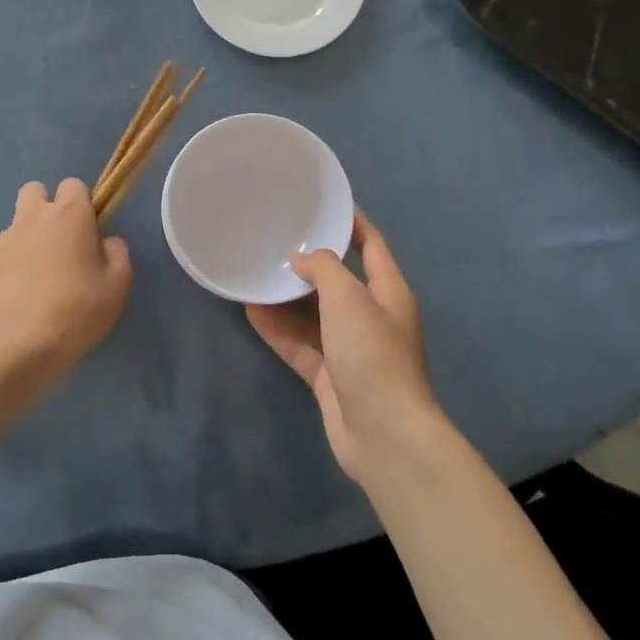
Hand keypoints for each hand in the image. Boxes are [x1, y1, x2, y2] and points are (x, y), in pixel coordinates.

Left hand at [0, 179, 132, 389]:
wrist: (24, 345)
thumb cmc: (79, 309)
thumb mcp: (119, 283)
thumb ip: (117, 252)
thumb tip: (106, 241)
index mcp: (69, 214)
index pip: (74, 184)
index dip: (82, 203)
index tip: (89, 229)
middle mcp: (33, 217)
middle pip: (35, 190)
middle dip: (47, 207)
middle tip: (60, 241)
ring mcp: (3, 239)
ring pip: (16, 223)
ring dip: (28, 238)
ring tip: (38, 275)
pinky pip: (1, 254)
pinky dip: (10, 266)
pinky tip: (20, 295)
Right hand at [246, 211, 443, 486]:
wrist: (384, 435)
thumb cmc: (372, 355)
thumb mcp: (349, 298)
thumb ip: (324, 268)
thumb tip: (301, 260)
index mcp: (389, 291)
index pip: (371, 245)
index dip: (350, 222)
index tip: (321, 204)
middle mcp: (371, 316)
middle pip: (337, 280)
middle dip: (308, 263)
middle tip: (274, 240)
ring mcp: (350, 349)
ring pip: (313, 314)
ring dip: (287, 297)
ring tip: (255, 273)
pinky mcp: (330, 376)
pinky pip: (300, 344)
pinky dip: (279, 330)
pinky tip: (251, 311)